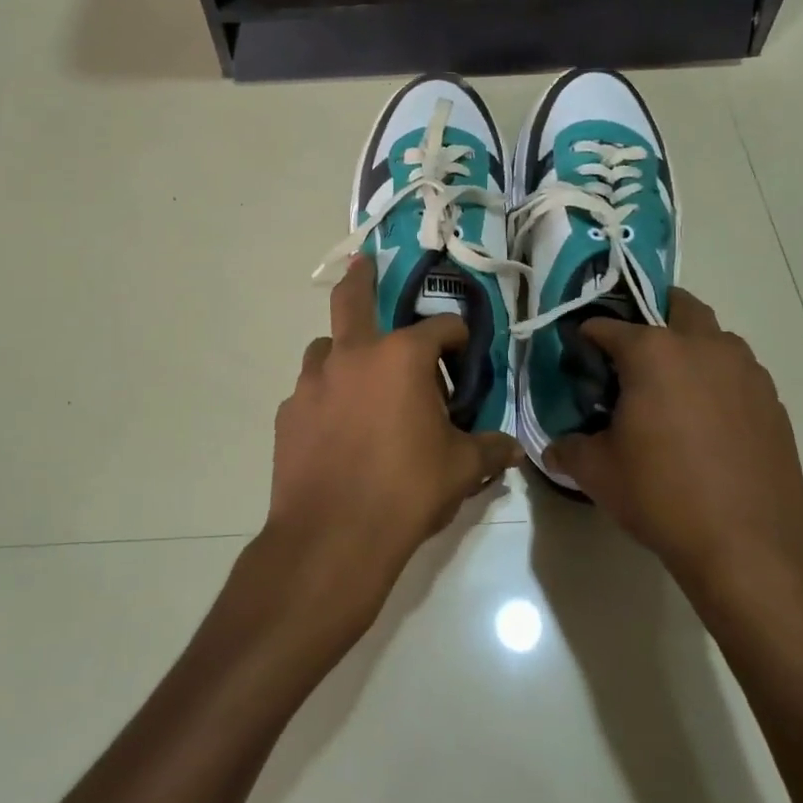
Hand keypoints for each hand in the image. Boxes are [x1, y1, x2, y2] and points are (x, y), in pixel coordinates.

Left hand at [265, 256, 519, 641]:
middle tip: (364, 265)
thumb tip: (514, 447)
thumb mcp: (461, 470)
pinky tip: (336, 428)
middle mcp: (352, 356)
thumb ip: (490, 450)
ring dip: (344, 353)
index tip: (465, 354)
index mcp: (400, 358)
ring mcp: (312, 382)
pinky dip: (325, 396)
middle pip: (352, 299)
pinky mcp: (287, 414)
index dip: (458, 337)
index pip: (440, 328)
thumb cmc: (406, 492)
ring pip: (326, 348)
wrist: (331, 538)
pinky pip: (310, 391)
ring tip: (360, 380)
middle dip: (362, 278)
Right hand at [545, 289, 802, 634]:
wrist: (748, 547)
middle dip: (652, 316)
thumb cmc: (662, 496)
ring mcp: (746, 371)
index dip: (587, 337)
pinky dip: (719, 381)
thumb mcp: (597, 473)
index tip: (580, 356)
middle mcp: (703, 346)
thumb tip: (552, 448)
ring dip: (691, 347)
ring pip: (715, 338)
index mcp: (653, 352)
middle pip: (677, 305)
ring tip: (673, 389)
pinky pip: (739, 374)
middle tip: (633, 355)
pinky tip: (709, 422)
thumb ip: (568, 449)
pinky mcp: (773, 402)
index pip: (607, 326)